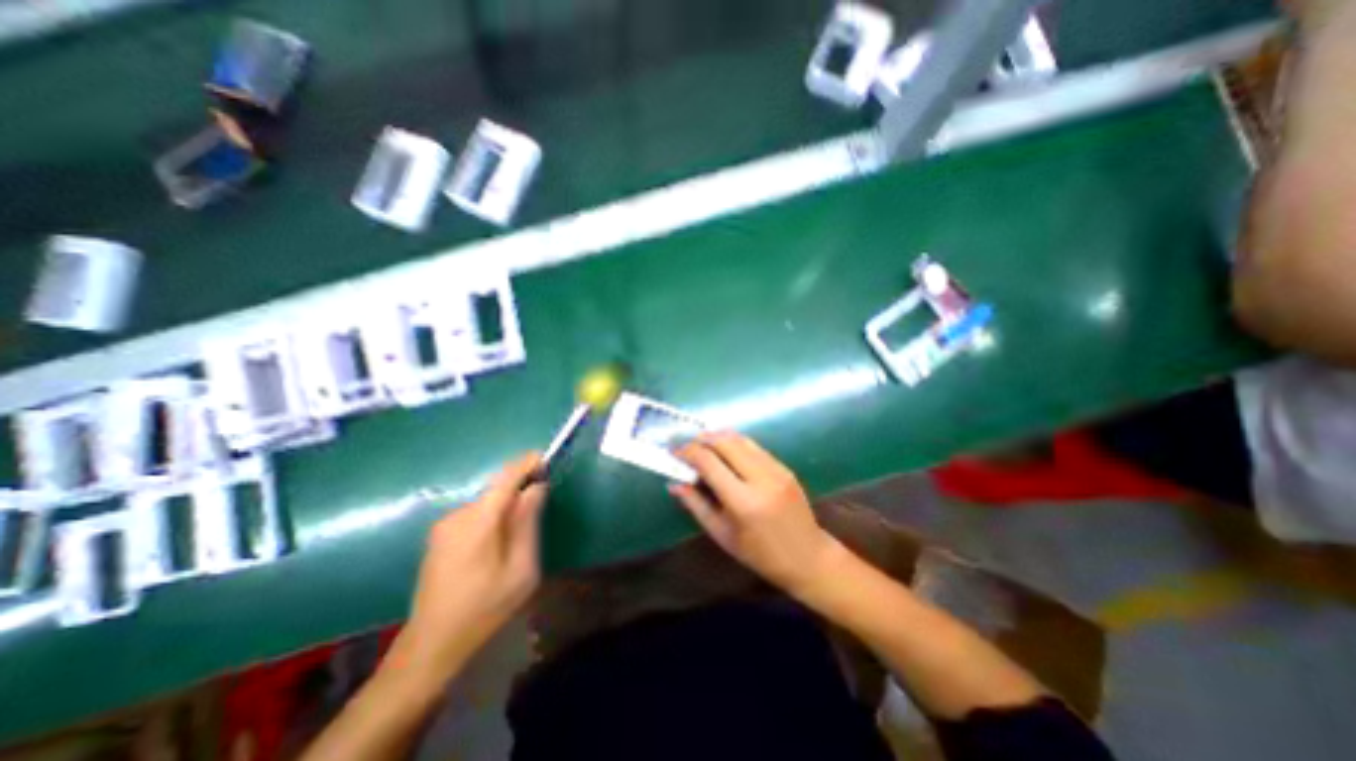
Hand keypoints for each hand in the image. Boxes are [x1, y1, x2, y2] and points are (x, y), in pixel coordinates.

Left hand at [386, 453, 544, 687]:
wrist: (431, 646)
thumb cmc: (484, 608)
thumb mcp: (521, 568)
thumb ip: (528, 522)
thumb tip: (536, 488)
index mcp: (478, 520)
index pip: (506, 477)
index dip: (527, 463)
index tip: (546, 459)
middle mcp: (457, 515)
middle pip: (496, 490)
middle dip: (520, 492)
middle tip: (540, 512)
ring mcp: (443, 526)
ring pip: (486, 503)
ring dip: (506, 508)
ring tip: (519, 538)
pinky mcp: (438, 537)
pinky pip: (474, 515)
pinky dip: (492, 518)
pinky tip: (497, 547)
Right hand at [671, 431, 843, 597]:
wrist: (807, 557)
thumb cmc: (759, 554)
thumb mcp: (722, 534)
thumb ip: (696, 505)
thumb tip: (674, 483)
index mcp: (743, 501)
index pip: (709, 462)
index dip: (688, 452)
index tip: (674, 452)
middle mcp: (761, 478)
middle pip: (725, 442)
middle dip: (701, 439)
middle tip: (686, 445)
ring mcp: (776, 469)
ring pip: (741, 439)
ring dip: (718, 437)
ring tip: (701, 443)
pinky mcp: (784, 467)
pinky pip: (754, 446)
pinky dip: (735, 443)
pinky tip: (725, 450)